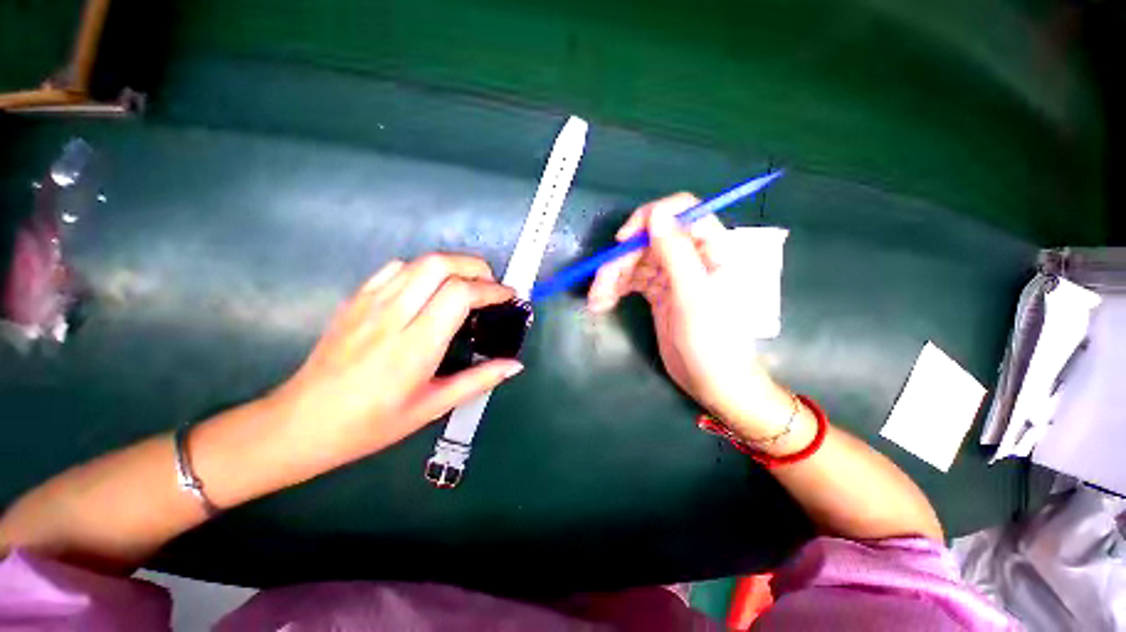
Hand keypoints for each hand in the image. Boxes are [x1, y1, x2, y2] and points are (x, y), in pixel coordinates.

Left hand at [271, 254, 523, 466]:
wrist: (301, 423)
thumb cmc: (371, 423)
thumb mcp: (432, 407)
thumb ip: (479, 380)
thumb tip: (515, 365)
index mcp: (415, 346)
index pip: (460, 295)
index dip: (492, 290)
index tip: (509, 296)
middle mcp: (393, 315)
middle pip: (440, 264)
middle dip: (475, 266)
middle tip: (491, 285)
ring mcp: (369, 303)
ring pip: (419, 262)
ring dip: (452, 265)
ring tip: (467, 284)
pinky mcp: (355, 299)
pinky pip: (395, 269)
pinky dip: (423, 269)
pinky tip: (429, 288)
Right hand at [587, 194, 793, 439]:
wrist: (712, 381)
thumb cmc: (712, 342)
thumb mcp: (693, 296)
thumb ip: (676, 253)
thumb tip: (655, 214)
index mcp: (710, 248)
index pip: (680, 211)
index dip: (649, 218)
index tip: (624, 241)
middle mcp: (690, 255)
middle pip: (647, 239)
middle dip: (620, 260)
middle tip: (601, 286)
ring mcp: (671, 274)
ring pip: (634, 260)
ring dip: (611, 277)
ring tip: (597, 301)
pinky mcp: (657, 292)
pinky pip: (631, 279)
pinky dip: (614, 288)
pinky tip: (601, 303)